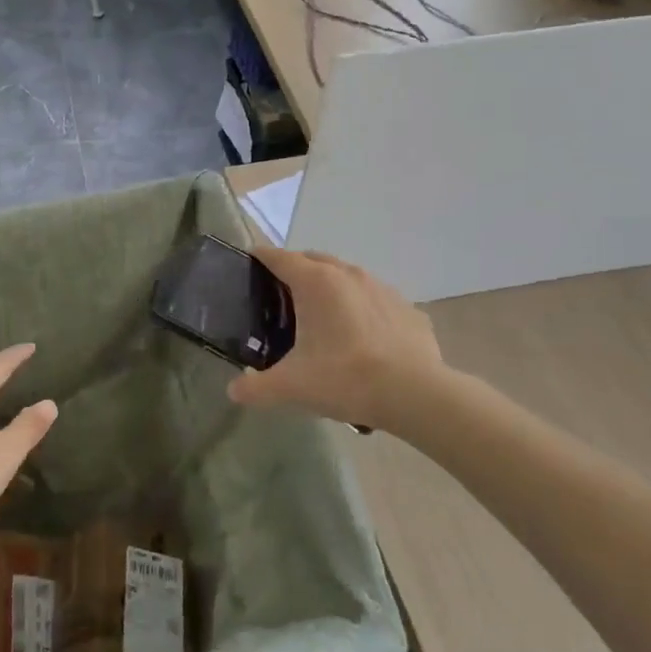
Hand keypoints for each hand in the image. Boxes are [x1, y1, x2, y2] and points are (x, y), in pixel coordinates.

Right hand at [229, 249, 450, 435]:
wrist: (416, 394)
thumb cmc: (345, 378)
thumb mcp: (291, 387)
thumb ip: (256, 388)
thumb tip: (234, 391)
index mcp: (315, 282)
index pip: (279, 257)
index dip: (260, 258)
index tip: (249, 265)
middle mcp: (347, 274)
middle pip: (312, 260)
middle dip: (294, 271)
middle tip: (280, 298)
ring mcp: (381, 287)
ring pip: (346, 277)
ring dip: (330, 288)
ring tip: (322, 319)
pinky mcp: (407, 307)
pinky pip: (375, 300)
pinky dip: (362, 310)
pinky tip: (361, 339)